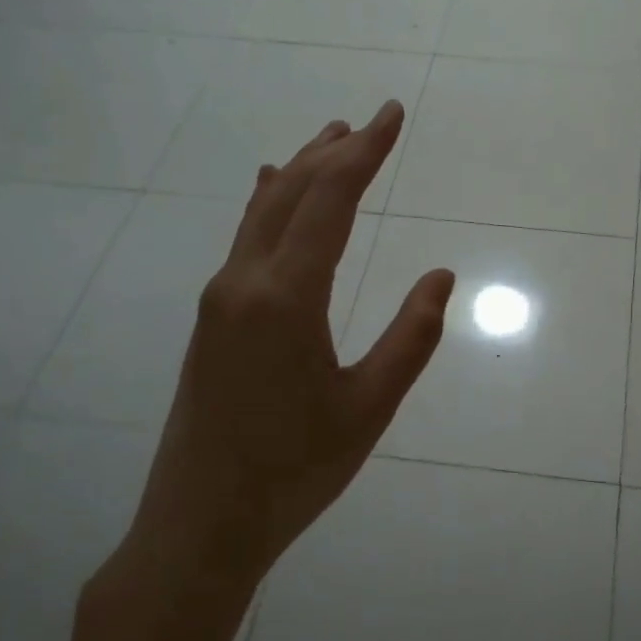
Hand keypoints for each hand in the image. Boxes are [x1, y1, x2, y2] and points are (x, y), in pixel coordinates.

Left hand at [76, 103, 452, 640]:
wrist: (200, 523)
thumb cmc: (293, 471)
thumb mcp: (368, 408)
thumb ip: (411, 337)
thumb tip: (441, 276)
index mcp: (286, 297)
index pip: (331, 201)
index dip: (365, 153)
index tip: (392, 117)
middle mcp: (244, 282)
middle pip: (293, 193)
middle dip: (336, 152)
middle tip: (372, 120)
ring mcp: (221, 299)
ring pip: (264, 212)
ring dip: (301, 171)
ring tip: (330, 139)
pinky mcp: (213, 320)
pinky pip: (246, 240)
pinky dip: (270, 204)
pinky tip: (270, 190)